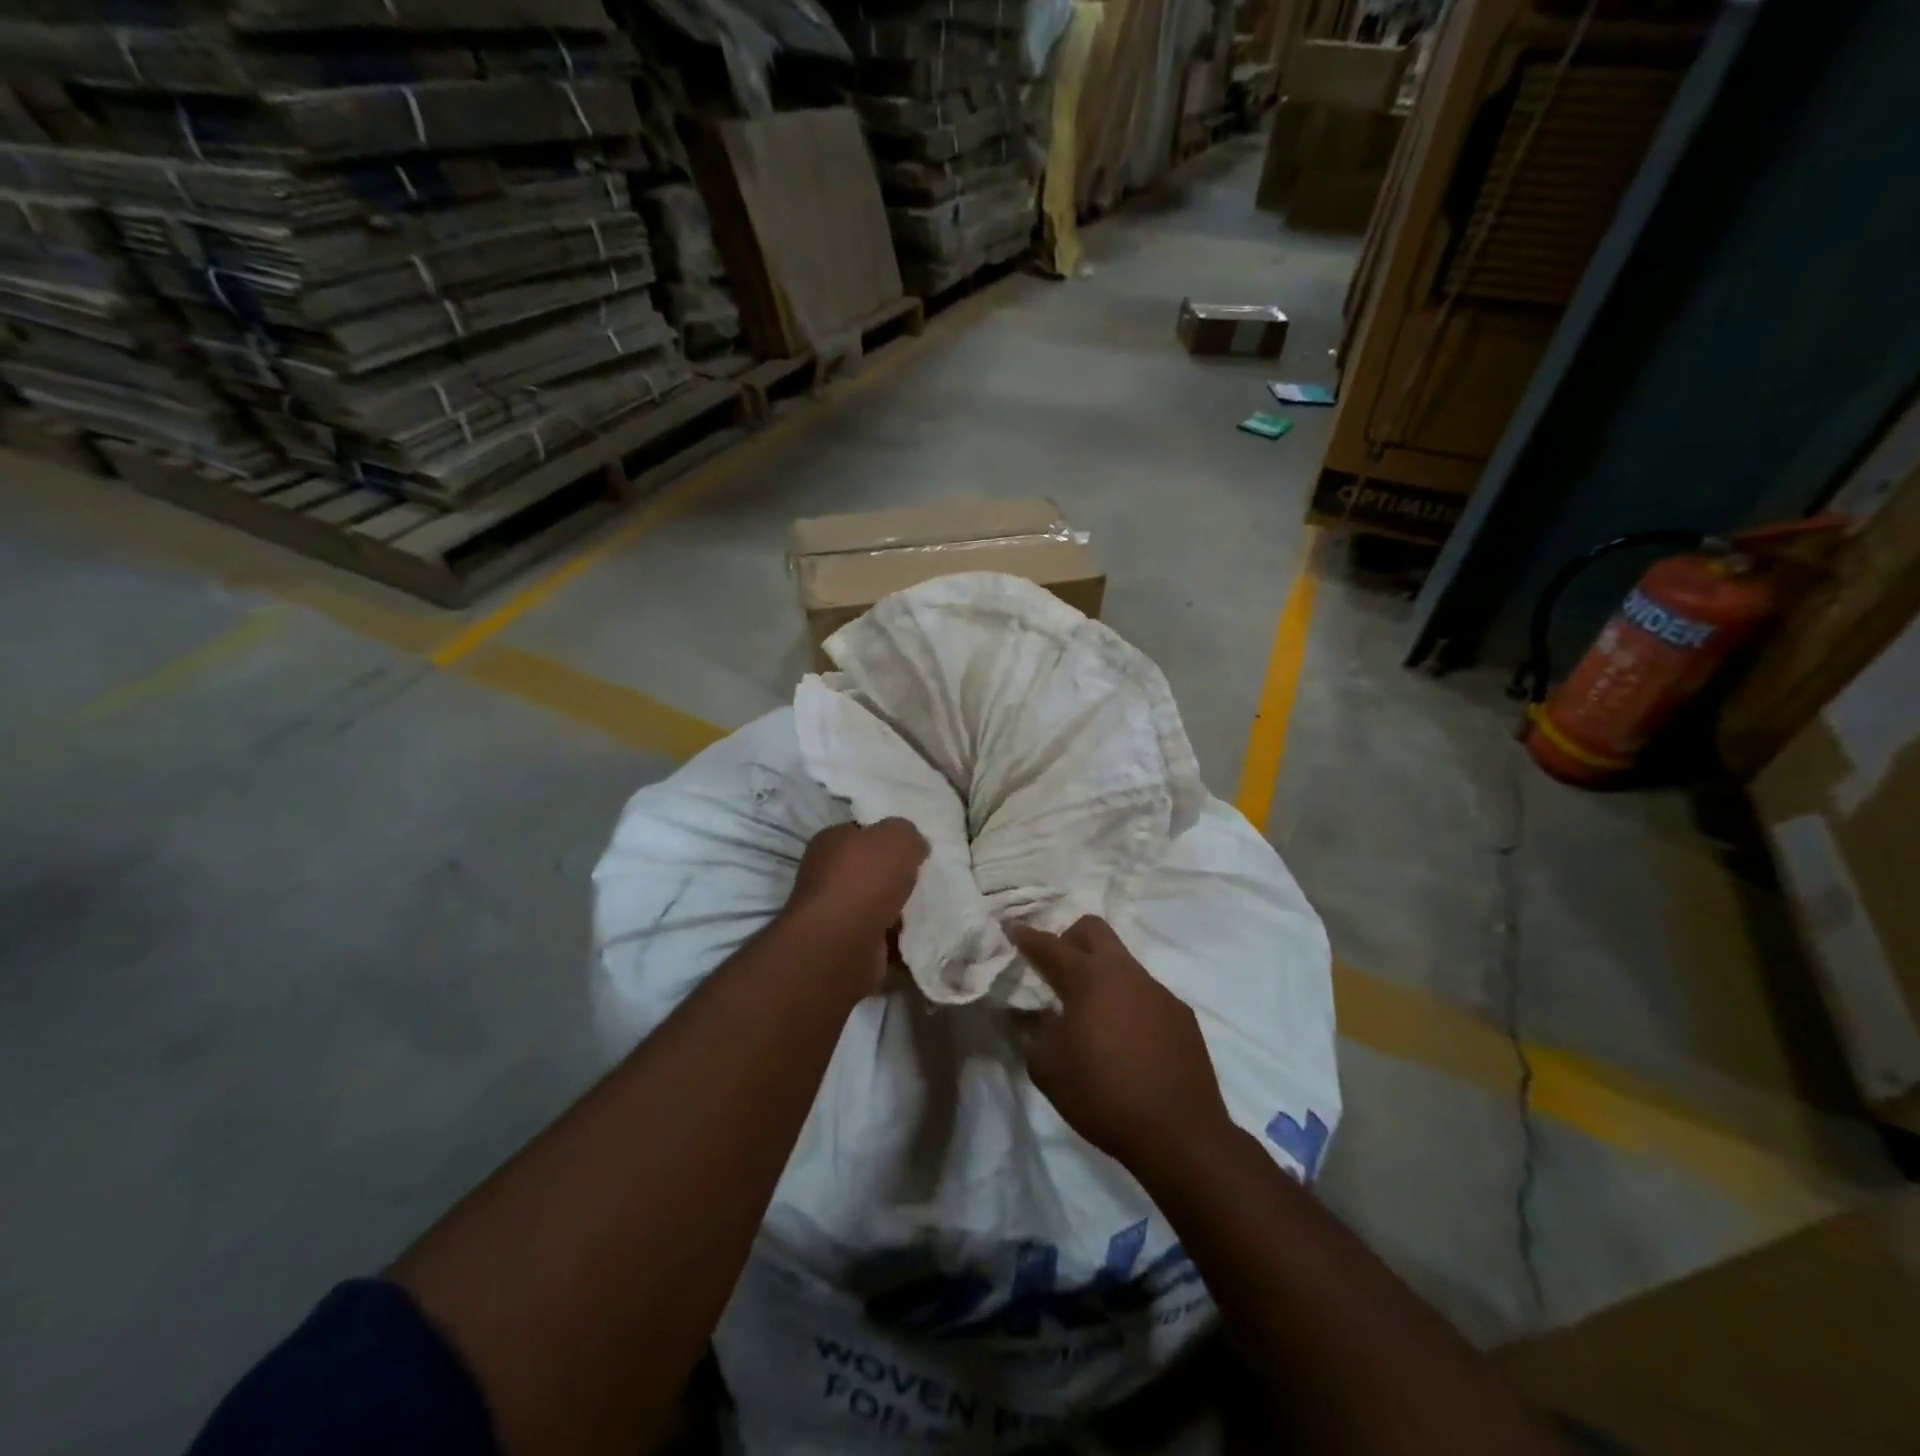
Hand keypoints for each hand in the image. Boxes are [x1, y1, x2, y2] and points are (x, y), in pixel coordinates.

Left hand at [782, 819, 927, 993]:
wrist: (842, 943)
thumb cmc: (866, 879)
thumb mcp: (898, 836)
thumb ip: (908, 833)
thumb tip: (914, 846)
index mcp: (830, 841)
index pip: (862, 832)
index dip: (888, 837)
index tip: (914, 848)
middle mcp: (825, 874)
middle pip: (869, 869)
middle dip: (895, 875)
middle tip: (923, 878)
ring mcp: (833, 912)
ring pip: (874, 903)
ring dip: (897, 908)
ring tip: (924, 908)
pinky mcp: (844, 944)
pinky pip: (878, 934)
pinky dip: (895, 936)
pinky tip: (915, 934)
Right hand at [1010, 916, 1235, 1179]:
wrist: (1179, 1133)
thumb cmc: (1103, 1096)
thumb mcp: (1049, 1069)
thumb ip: (1037, 1032)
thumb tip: (1043, 1015)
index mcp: (1088, 978)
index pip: (1049, 946)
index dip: (1026, 937)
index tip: (1013, 930)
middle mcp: (1124, 972)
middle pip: (1093, 929)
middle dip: (1069, 938)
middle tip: (1057, 969)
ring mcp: (1157, 990)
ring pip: (1122, 962)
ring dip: (1101, 974)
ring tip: (1093, 1014)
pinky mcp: (1181, 1013)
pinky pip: (1146, 994)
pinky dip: (1128, 1003)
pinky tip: (1127, 1040)